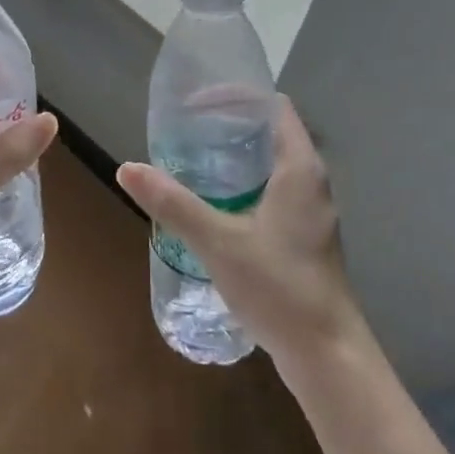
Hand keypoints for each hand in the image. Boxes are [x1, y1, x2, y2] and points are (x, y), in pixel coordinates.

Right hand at [116, 98, 365, 376]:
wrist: (327, 357)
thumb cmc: (280, 288)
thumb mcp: (219, 242)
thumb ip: (173, 204)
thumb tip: (127, 168)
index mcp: (300, 168)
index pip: (274, 107)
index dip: (238, 96)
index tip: (197, 103)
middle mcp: (311, 182)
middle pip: (272, 132)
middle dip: (230, 125)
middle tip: (186, 129)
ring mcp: (311, 212)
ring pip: (272, 164)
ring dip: (237, 156)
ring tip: (193, 159)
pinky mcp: (305, 237)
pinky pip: (273, 191)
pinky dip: (245, 184)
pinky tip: (215, 204)